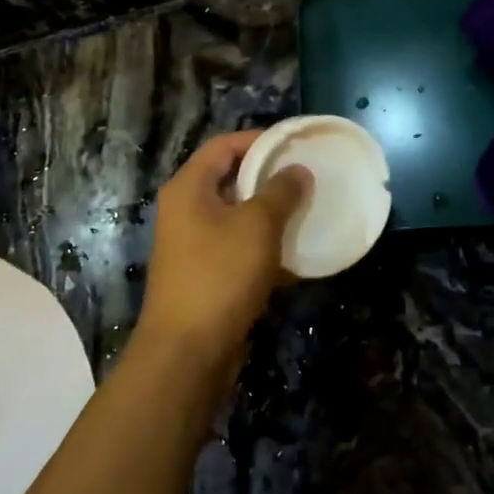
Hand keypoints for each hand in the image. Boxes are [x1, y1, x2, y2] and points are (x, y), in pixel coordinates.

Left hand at [137, 132, 309, 368]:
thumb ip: (281, 192)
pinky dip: (264, 245)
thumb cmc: (220, 276)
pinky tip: (296, 253)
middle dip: (269, 177)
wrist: (187, 353)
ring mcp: (193, 245)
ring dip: (270, 213)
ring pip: (237, 216)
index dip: (260, 140)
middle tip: (307, 176)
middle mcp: (185, 210)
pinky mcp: (205, 275)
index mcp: (189, 188)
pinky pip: (238, 248)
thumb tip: (298, 171)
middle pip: (230, 179)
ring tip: (307, 210)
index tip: (296, 143)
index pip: (224, 146)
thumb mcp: (257, 226)